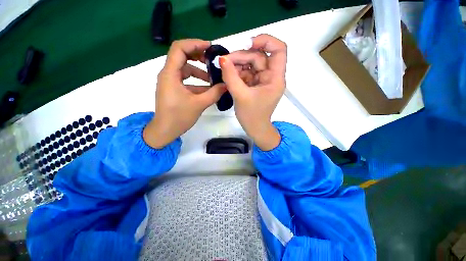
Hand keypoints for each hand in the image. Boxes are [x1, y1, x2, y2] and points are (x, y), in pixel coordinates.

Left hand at [144, 39, 226, 148]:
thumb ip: (214, 93)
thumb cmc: (179, 117)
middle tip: (211, 59)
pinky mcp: (174, 88)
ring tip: (212, 78)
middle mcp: (168, 74)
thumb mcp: (199, 104)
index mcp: (170, 74)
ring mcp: (170, 82)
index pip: (179, 49)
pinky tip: (207, 88)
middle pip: (182, 56)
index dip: (194, 44)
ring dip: (199, 71)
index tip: (209, 47)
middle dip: (198, 56)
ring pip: (185, 69)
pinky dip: (196, 81)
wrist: (165, 131)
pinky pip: (186, 80)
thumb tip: (226, 85)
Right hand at [219, 34, 286, 150]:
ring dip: (238, 65)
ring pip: (251, 64)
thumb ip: (231, 76)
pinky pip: (247, 73)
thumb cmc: (252, 116)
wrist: (255, 129)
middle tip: (225, 62)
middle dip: (242, 57)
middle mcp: (271, 76)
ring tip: (225, 70)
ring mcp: (263, 80)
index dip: (265, 41)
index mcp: (275, 79)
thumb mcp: (240, 96)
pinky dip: (238, 72)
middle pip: (259, 57)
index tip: (248, 44)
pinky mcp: (255, 84)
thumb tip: (222, 59)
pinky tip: (229, 76)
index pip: (279, 50)